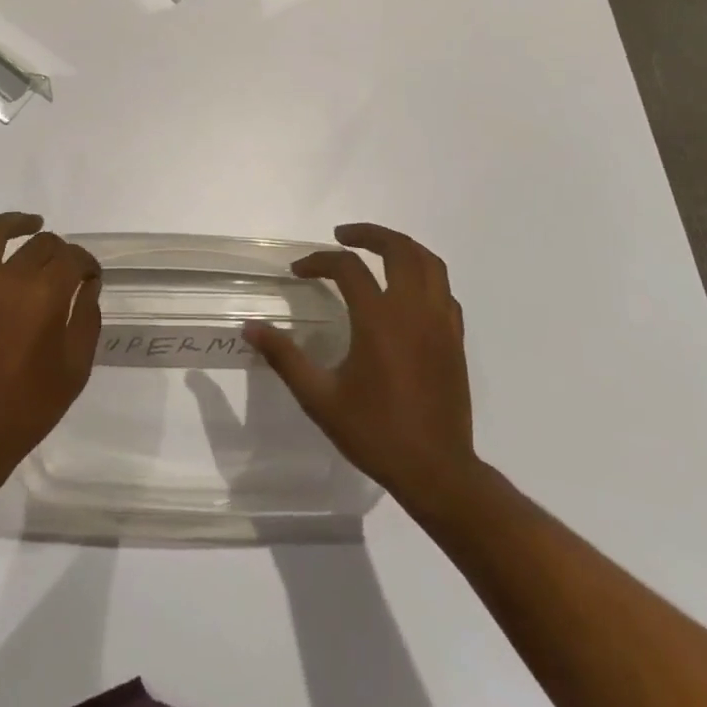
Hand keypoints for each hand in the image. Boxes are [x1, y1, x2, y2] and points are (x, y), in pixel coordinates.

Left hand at [0, 206, 101, 477]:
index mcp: (45, 294)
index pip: (73, 258)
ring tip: (31, 224)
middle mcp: (9, 277)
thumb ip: (86, 318)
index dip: (87, 265)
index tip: (90, 279)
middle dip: (59, 251)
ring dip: (16, 222)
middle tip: (65, 268)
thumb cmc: (29, 406)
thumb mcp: (76, 367)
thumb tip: (87, 286)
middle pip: (40, 245)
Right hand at [245, 222, 474, 505]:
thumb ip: (284, 357)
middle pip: (397, 249)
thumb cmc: (375, 433)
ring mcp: (441, 322)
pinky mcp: (455, 339)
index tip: (298, 271)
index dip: (319, 261)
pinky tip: (405, 290)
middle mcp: (413, 310)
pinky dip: (424, 276)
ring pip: (429, 262)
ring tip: (376, 249)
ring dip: (401, 246)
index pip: (347, 268)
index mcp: (379, 320)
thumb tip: (250, 328)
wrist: (437, 472)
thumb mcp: (319, 398)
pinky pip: (444, 290)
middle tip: (341, 236)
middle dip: (367, 234)